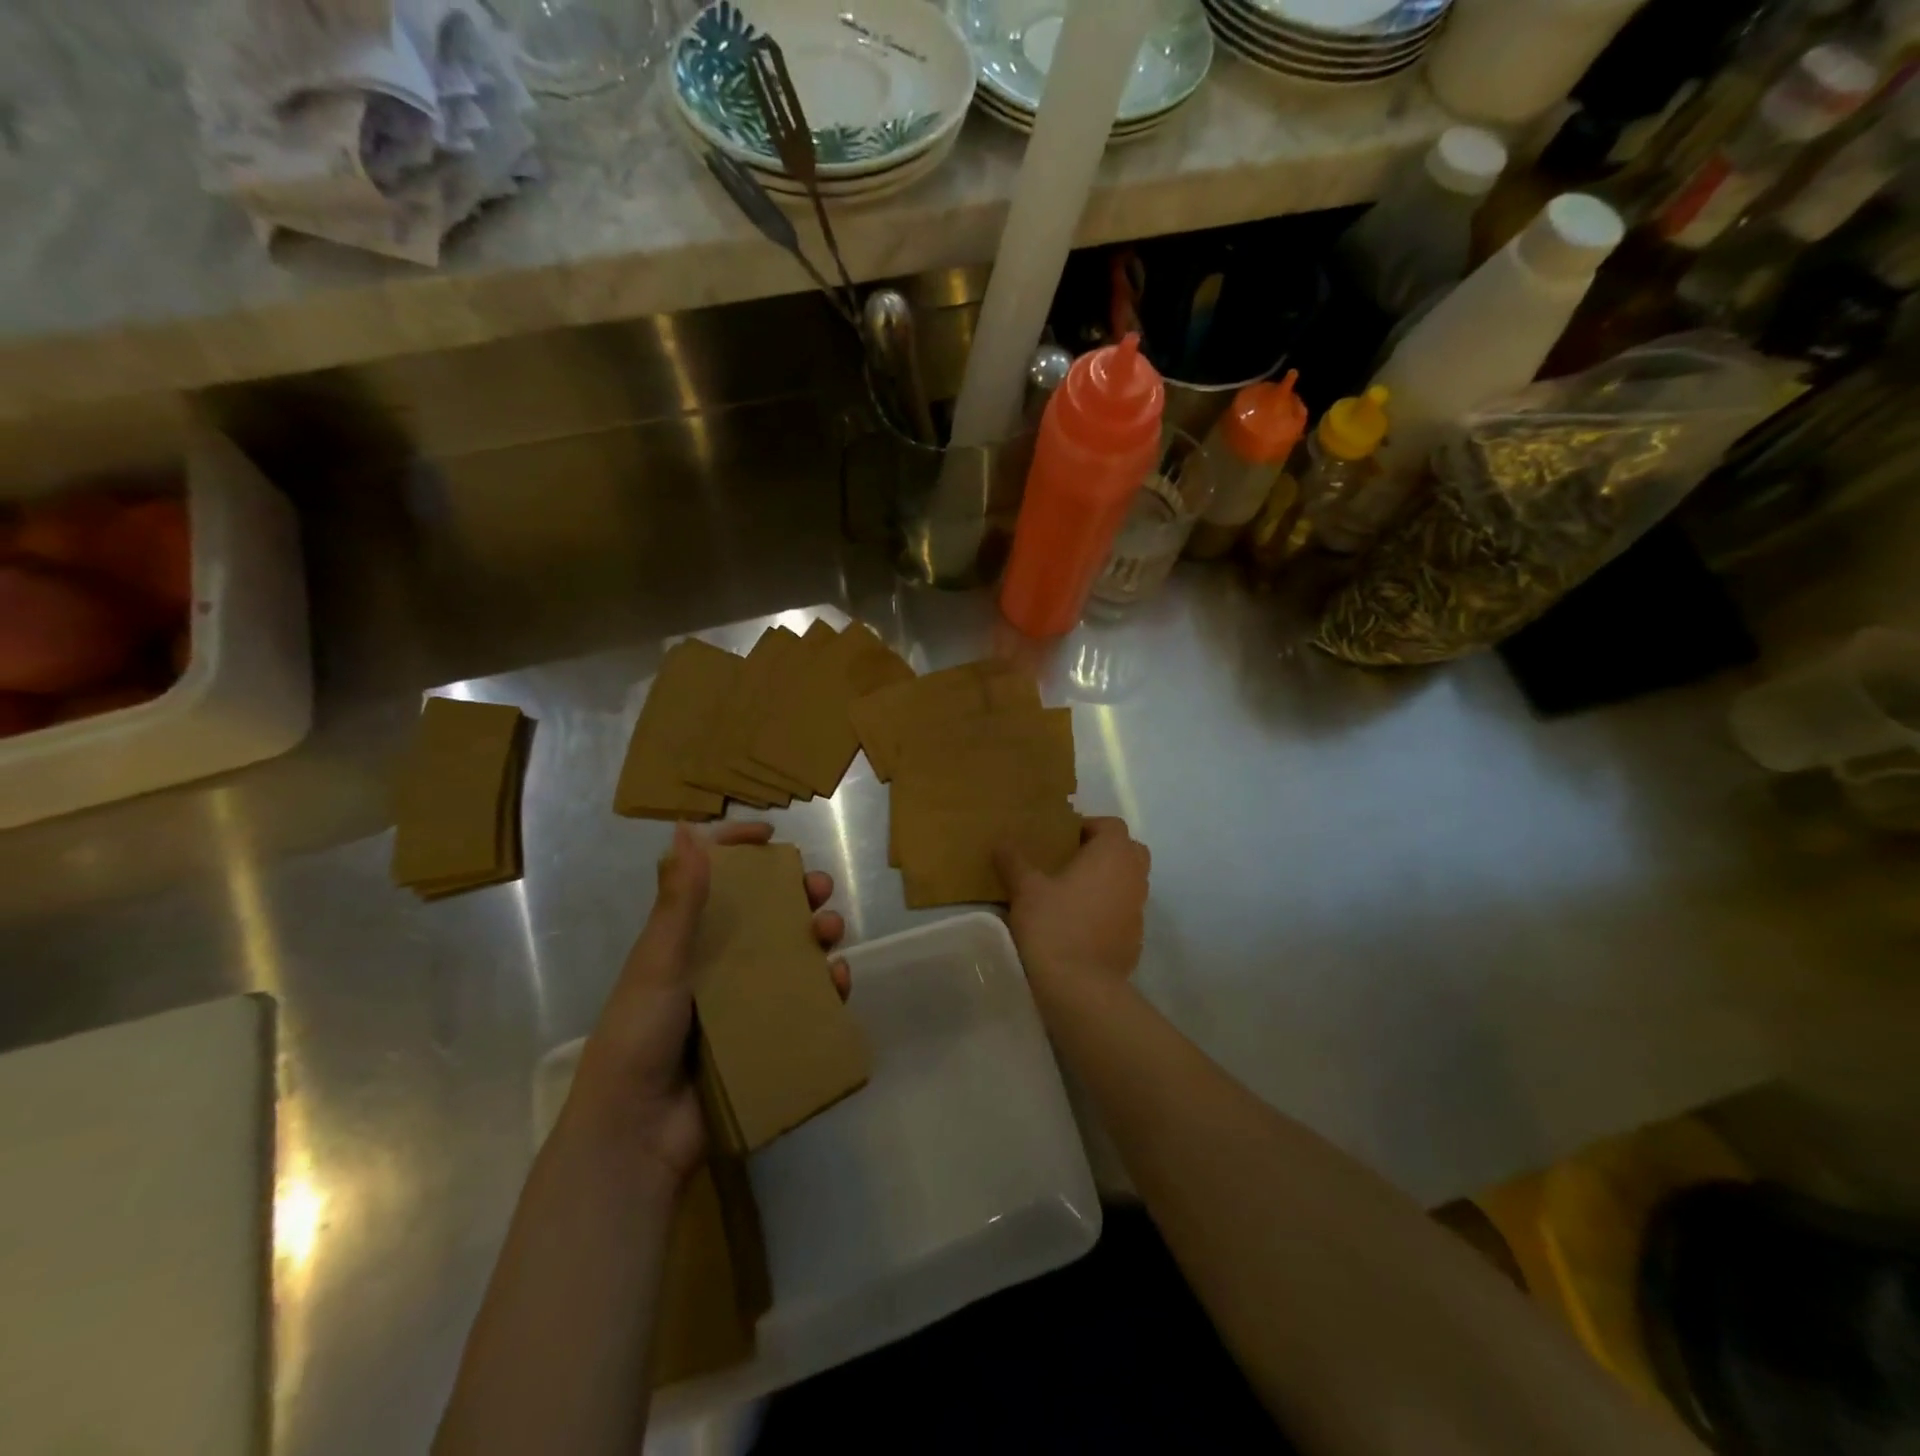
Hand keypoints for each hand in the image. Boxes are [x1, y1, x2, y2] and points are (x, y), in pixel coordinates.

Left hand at [569, 822, 848, 1183]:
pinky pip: (803, 1000)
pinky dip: (826, 985)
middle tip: (819, 887)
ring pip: (790, 951)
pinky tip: (839, 980)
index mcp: (684, 939)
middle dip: (795, 892)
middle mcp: (715, 962)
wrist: (638, 1134)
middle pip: (763, 912)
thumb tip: (686, 828)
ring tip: (830, 931)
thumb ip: (677, 902)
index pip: (712, 878)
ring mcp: (742, 999)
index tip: (772, 834)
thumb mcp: (658, 964)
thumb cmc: (640, 1037)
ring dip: (817, 933)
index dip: (739, 847)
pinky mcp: (763, 1033)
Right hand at [996, 816, 1150, 994]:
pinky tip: (1080, 924)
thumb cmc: (1054, 926)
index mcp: (1113, 855)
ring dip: (1108, 881)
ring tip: (1072, 892)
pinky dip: (1109, 910)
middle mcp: (1134, 876)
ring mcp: (1139, 909)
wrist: (1080, 987)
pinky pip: (1125, 912)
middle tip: (1071, 861)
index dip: (1088, 826)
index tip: (1060, 839)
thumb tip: (1002, 842)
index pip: (1111, 825)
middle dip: (1104, 851)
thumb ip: (1014, 861)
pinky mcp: (1135, 939)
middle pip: (1128, 851)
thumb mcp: (1025, 889)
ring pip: (1129, 882)